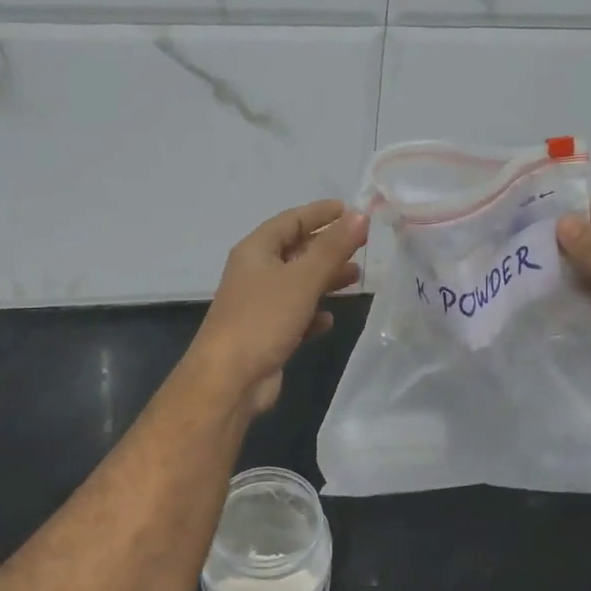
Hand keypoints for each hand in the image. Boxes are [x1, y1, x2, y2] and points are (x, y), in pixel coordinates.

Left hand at [189, 200, 367, 415]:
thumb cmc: (263, 319)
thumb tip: (360, 215)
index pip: (291, 220)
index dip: (320, 213)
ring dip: (324, 279)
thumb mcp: (302, 278)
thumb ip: (333, 247)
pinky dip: (312, 313)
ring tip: (356, 277)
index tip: (351, 210)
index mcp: (256, 251)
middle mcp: (254, 273)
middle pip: (295, 250)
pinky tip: (329, 319)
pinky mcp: (265, 334)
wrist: (229, 380)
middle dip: (327, 247)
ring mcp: (258, 305)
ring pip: (297, 284)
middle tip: (362, 244)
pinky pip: (294, 315)